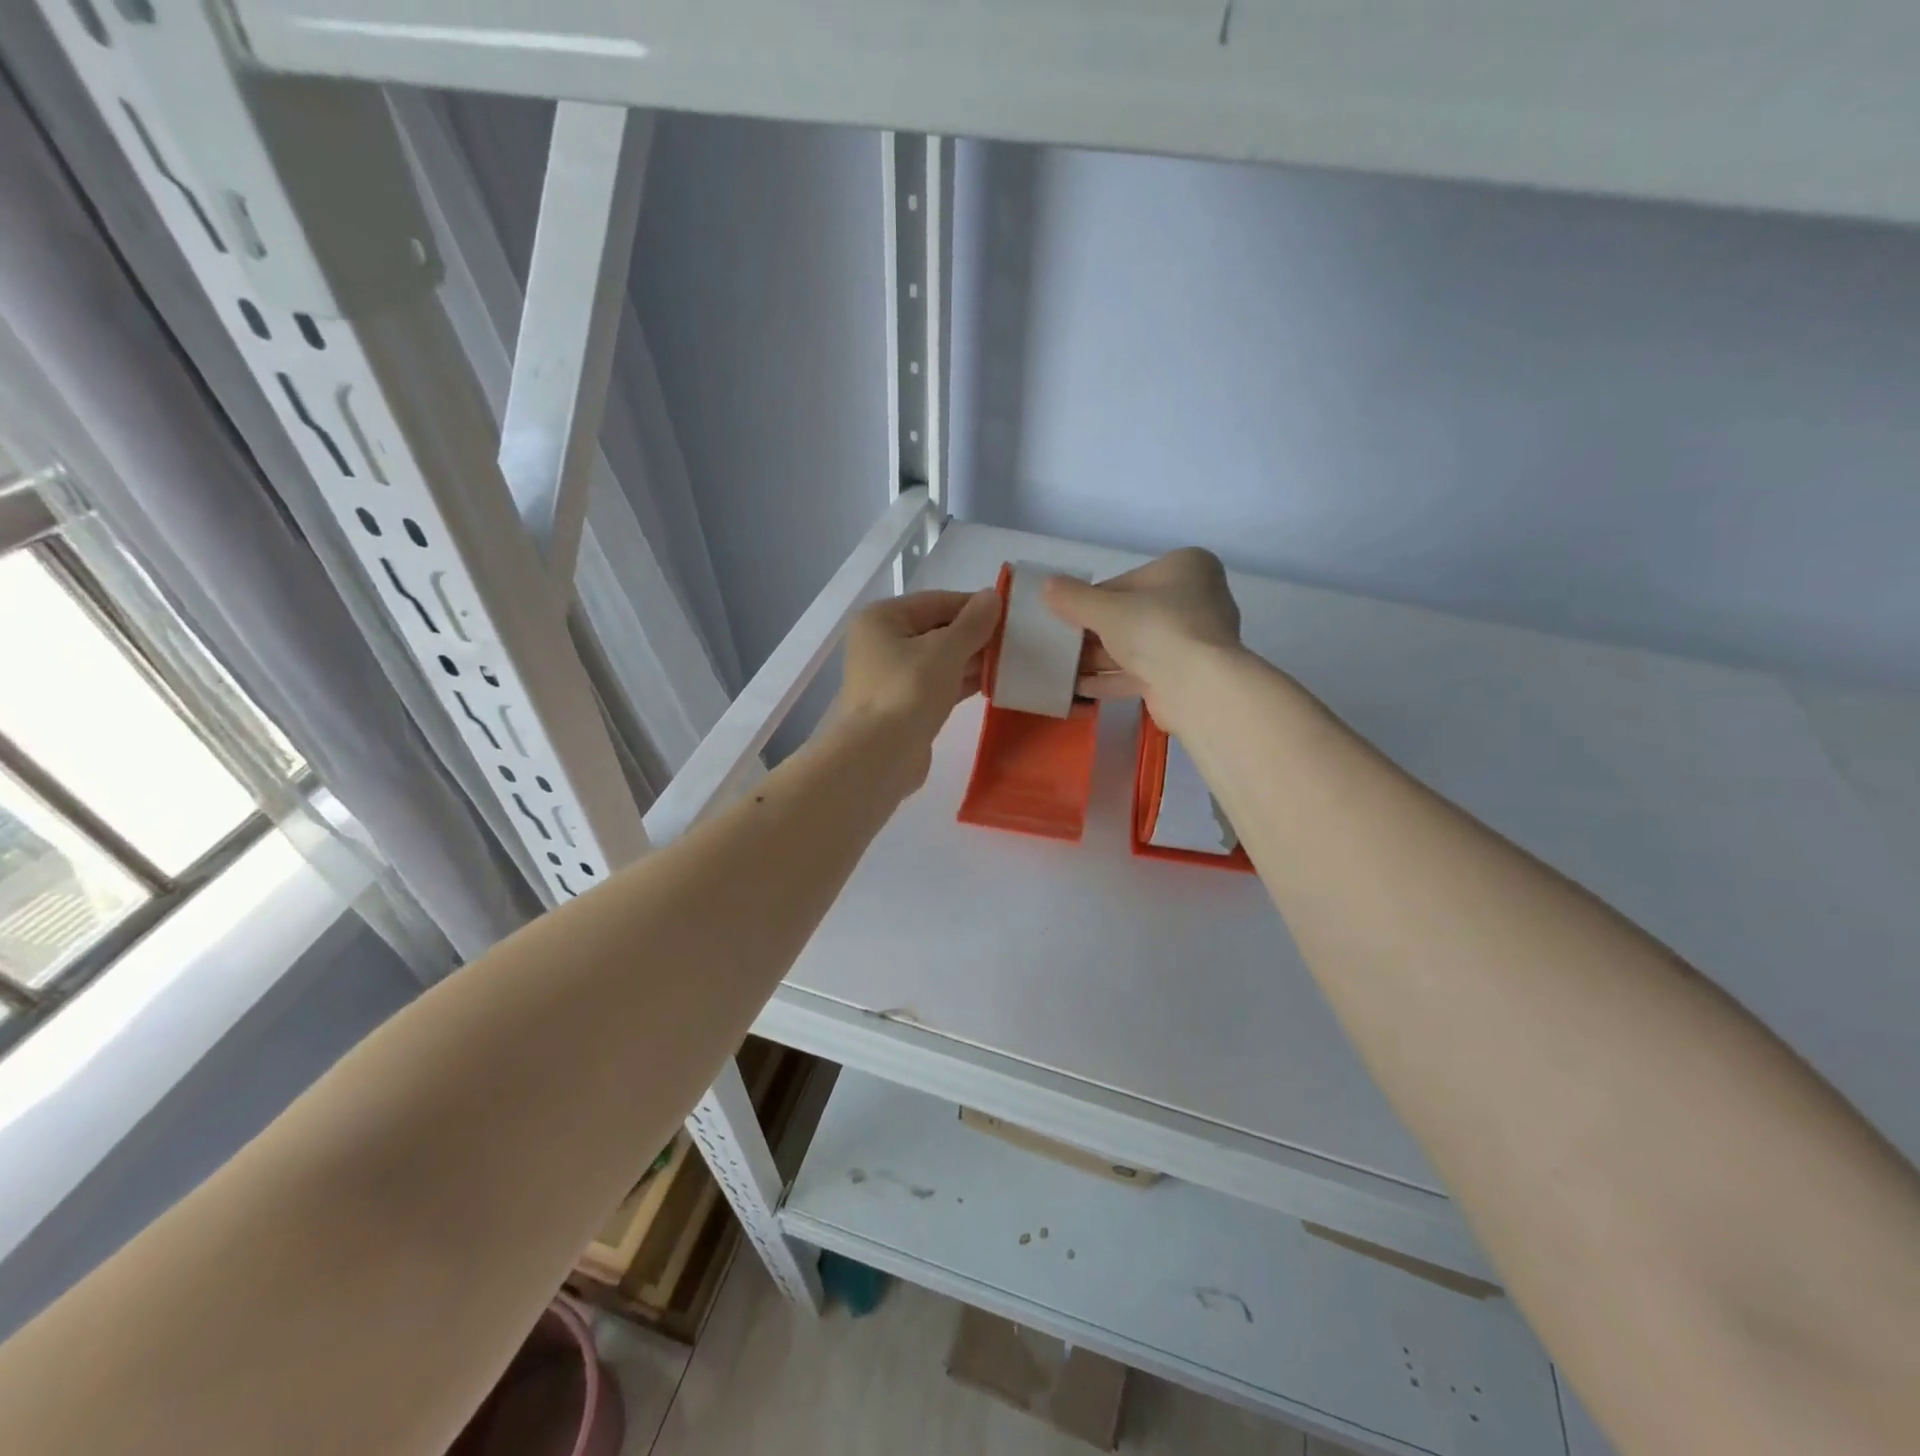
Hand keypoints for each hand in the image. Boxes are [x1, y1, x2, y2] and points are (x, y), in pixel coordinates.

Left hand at [829, 588, 1001, 791]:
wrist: (880, 756)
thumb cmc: (908, 691)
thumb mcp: (945, 650)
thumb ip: (973, 623)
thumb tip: (993, 596)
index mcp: (882, 618)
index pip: (936, 601)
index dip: (974, 606)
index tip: (1011, 614)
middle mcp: (882, 642)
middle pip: (937, 630)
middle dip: (975, 636)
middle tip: (1016, 641)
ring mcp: (892, 676)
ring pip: (939, 659)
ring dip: (972, 660)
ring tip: (1012, 662)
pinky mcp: (904, 705)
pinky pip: (938, 684)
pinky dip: (962, 682)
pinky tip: (994, 684)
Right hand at [1042, 548, 1241, 734]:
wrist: (1197, 686)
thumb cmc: (1155, 629)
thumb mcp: (1105, 609)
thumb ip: (1074, 598)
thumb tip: (1047, 586)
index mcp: (1186, 567)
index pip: (1126, 582)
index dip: (1092, 601)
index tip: (1067, 617)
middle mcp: (1196, 599)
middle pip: (1132, 614)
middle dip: (1095, 634)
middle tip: (1062, 645)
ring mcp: (1194, 640)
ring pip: (1137, 646)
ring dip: (1099, 659)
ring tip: (1064, 670)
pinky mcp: (1187, 674)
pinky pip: (1143, 671)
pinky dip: (1113, 678)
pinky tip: (1080, 688)